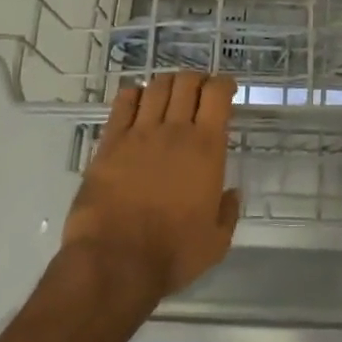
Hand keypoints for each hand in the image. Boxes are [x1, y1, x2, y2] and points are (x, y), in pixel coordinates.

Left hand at [62, 71, 240, 299]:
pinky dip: (134, 94)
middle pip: (187, 83)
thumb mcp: (216, 241)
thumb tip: (231, 194)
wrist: (115, 262)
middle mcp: (175, 131)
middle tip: (199, 91)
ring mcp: (139, 133)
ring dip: (168, 83)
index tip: (226, 89)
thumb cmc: (172, 254)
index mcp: (207, 148)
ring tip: (171, 92)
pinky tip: (137, 100)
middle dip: (197, 80)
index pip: (217, 95)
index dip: (224, 84)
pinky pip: (123, 103)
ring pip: (157, 87)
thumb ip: (227, 212)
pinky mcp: (110, 142)